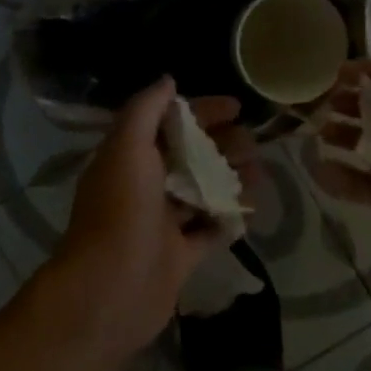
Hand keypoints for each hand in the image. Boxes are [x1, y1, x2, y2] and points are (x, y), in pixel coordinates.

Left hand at [40, 77, 261, 369]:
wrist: (110, 290)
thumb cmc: (121, 210)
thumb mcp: (128, 147)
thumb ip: (146, 110)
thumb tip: (168, 80)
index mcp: (130, 156)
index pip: (170, 122)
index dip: (202, 110)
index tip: (236, 107)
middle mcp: (145, 185)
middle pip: (190, 155)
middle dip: (223, 145)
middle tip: (254, 145)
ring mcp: (162, 222)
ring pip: (202, 191)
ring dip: (230, 179)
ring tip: (260, 174)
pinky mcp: (178, 256)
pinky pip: (208, 231)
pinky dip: (228, 219)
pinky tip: (250, 209)